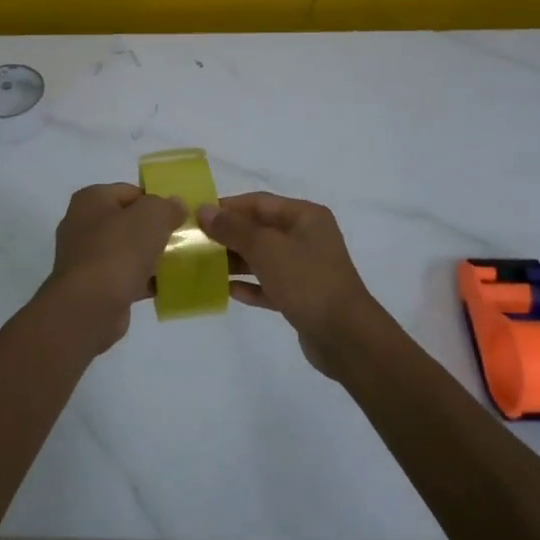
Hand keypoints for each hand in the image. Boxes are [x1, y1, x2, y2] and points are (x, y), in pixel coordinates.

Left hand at [43, 183, 185, 348]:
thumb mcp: (151, 217)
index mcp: (91, 200)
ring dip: (149, 257)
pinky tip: (163, 287)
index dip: (156, 201)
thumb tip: (176, 205)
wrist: (90, 306)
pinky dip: (141, 280)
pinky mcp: (91, 286)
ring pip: (126, 250)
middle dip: (154, 230)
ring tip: (177, 264)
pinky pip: (123, 276)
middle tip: (180, 239)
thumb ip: (167, 206)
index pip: (130, 192)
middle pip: (127, 222)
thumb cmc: (118, 251)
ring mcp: (84, 257)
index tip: (178, 216)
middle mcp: (82, 225)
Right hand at [198, 192, 382, 376]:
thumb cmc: (307, 281)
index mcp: (305, 216)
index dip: (227, 208)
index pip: (258, 202)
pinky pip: (268, 284)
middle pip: (259, 229)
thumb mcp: (267, 249)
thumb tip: (204, 211)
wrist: (345, 337)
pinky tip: (227, 291)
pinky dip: (249, 285)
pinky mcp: (301, 297)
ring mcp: (305, 268)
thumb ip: (233, 229)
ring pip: (262, 258)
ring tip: (202, 267)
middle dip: (228, 236)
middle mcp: (306, 237)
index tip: (195, 217)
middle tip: (194, 244)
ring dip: (234, 261)